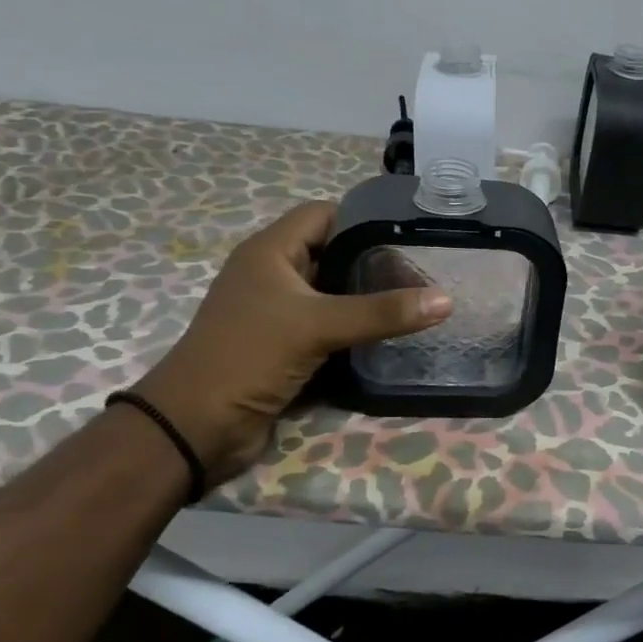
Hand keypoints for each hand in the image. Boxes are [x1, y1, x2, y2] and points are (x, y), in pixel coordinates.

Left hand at [133, 202, 449, 482]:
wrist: (196, 427)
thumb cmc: (248, 356)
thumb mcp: (318, 326)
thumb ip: (381, 312)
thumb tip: (446, 300)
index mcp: (270, 251)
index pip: (323, 214)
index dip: (364, 218)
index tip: (409, 234)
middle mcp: (274, 275)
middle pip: (333, 253)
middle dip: (374, 261)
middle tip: (424, 272)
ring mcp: (279, 312)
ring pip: (333, 292)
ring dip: (367, 298)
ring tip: (417, 301)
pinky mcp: (286, 345)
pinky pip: (329, 325)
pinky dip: (356, 328)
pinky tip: (390, 334)